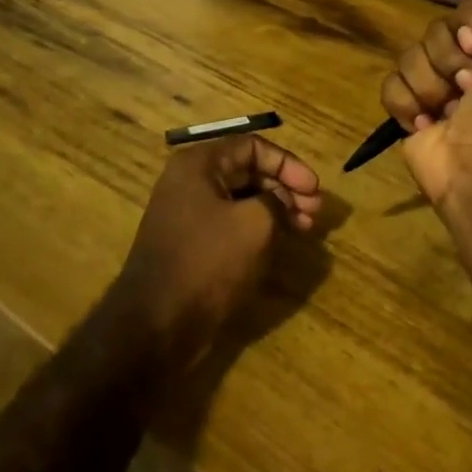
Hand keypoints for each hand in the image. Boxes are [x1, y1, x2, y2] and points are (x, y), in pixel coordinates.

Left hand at [110, 135, 322, 372]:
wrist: (156, 324)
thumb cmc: (208, 262)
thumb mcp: (255, 224)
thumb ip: (277, 200)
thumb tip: (283, 199)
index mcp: (199, 165)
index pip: (253, 146)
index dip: (289, 164)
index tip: (314, 189)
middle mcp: (190, 181)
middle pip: (248, 171)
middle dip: (285, 187)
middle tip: (314, 212)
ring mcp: (188, 214)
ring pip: (242, 199)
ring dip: (276, 209)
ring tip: (305, 228)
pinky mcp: (192, 243)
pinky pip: (231, 223)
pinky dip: (258, 227)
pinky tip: (280, 242)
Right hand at [380, 0, 471, 215]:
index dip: (469, 20)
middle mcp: (470, 62)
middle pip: (436, 29)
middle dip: (448, 60)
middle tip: (470, 89)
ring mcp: (437, 87)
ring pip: (410, 56)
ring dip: (429, 86)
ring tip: (449, 114)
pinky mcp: (410, 111)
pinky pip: (390, 86)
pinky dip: (406, 106)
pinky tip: (426, 125)